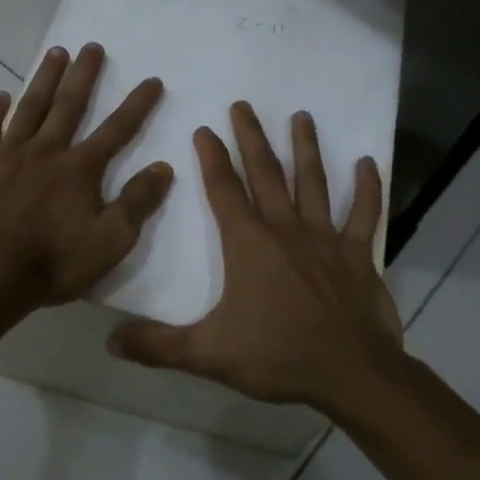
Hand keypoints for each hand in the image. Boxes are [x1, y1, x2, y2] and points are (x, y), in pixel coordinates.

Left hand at [0, 43, 173, 310]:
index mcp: (80, 169)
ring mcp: (6, 155)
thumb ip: (137, 203)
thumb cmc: (52, 263)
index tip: (152, 80)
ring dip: (44, 79)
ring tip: (55, 53)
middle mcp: (45, 151)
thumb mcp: (109, 242)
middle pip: (69, 105)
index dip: (137, 105)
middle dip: (84, 75)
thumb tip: (164, 167)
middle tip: (92, 46)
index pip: (116, 130)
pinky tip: (1, 96)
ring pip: (29, 107)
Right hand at [107, 102, 403, 413]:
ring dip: (306, 148)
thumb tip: (110, 342)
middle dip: (251, 137)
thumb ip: (158, 346)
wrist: (351, 374)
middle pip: (266, 173)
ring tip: (301, 116)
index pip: (224, 190)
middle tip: (243, 105)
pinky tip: (367, 162)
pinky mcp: (359, 254)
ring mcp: (326, 238)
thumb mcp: (209, 354)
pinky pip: (365, 213)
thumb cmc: (278, 357)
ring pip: (313, 181)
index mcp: (249, 244)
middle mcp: (286, 229)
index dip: (211, 158)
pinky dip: (368, 187)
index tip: (204, 129)